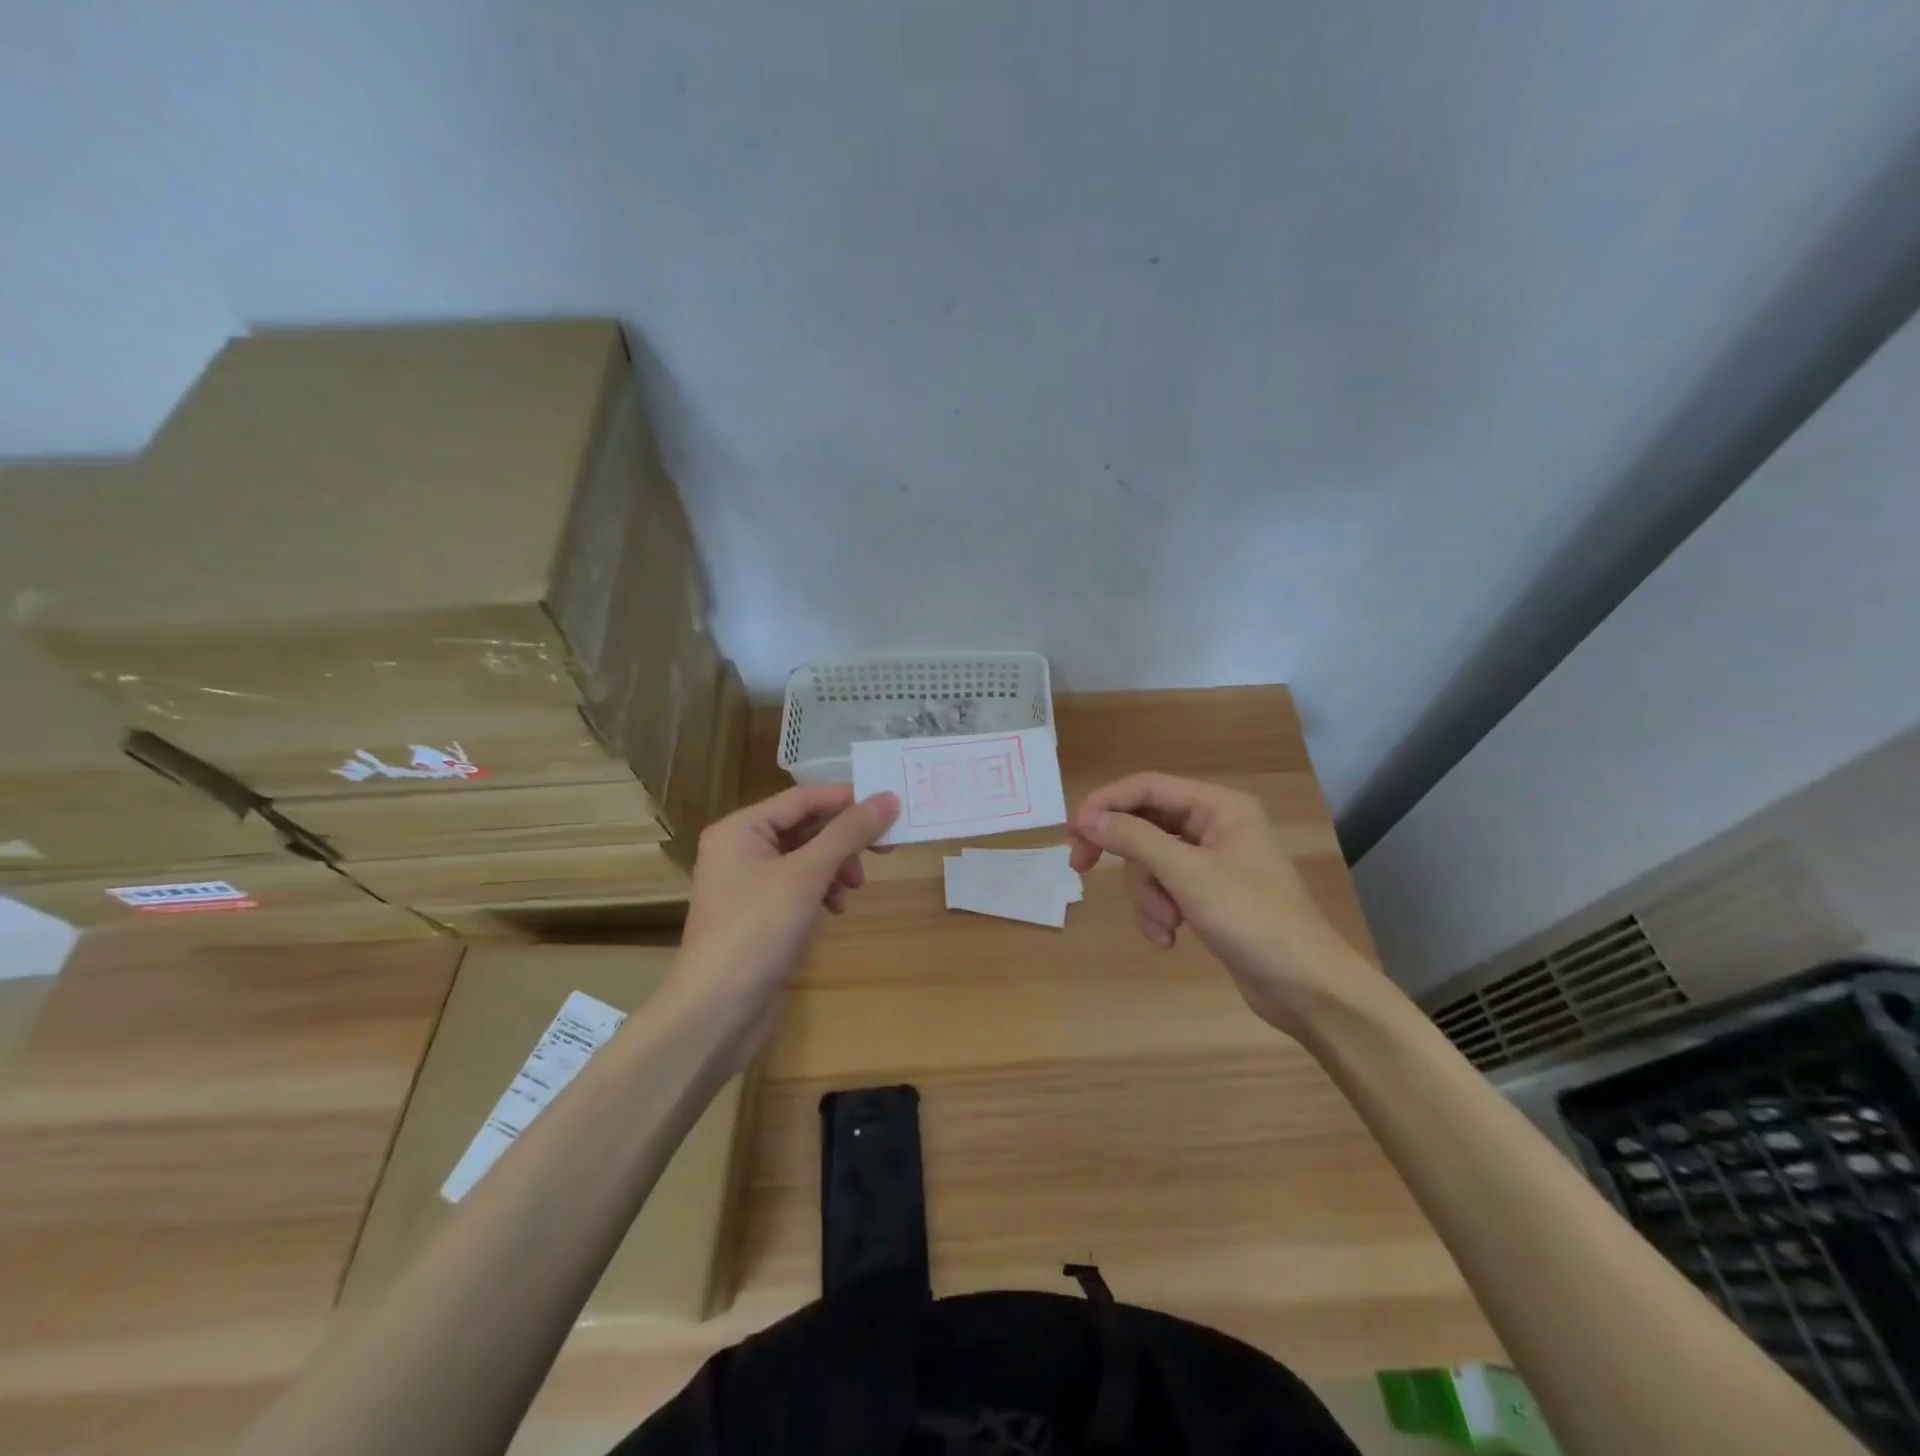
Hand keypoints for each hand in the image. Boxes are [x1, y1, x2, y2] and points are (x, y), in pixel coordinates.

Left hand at [671, 784, 899, 1065]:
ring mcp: (749, 884)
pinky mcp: (760, 914)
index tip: (891, 806)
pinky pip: (799, 886)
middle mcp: (740, 848)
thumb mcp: (806, 875)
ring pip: (806, 857)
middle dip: (845, 838)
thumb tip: (888, 798)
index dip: (847, 799)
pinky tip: (836, 909)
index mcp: (740, 829)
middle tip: (887, 848)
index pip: (803, 798)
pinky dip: (822, 890)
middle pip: (805, 827)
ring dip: (836, 866)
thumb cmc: (757, 930)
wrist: (717, 1012)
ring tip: (855, 888)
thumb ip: (848, 833)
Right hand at [1067, 772, 1387, 1035]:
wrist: (1308, 988)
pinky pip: (1165, 890)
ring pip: (1150, 863)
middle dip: (1126, 859)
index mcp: (1219, 806)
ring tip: (1165, 927)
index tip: (1073, 832)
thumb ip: (1135, 839)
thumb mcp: (1188, 875)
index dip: (1105, 803)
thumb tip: (1087, 817)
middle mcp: (1214, 825)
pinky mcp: (1208, 895)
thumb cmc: (1253, 919)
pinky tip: (1171, 939)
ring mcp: (1212, 862)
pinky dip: (1159, 912)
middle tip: (1081, 868)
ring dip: (1147, 897)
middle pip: (1144, 825)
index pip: (1147, 787)